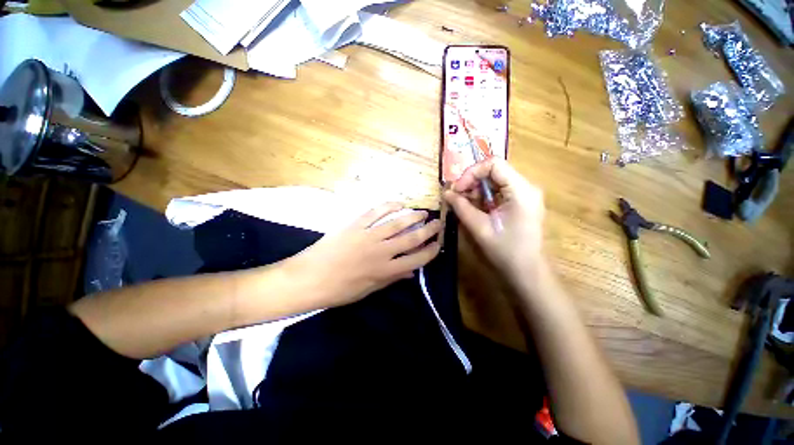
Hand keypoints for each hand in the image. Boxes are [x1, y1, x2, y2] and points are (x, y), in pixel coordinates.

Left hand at [289, 203, 441, 308]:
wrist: (309, 278)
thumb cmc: (339, 290)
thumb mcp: (369, 289)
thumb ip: (391, 278)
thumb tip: (411, 271)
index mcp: (385, 270)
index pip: (416, 259)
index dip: (430, 251)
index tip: (438, 244)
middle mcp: (381, 251)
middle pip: (411, 238)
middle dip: (428, 230)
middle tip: (438, 223)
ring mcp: (368, 235)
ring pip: (397, 223)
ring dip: (413, 216)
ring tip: (423, 212)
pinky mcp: (356, 225)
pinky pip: (376, 212)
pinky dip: (389, 206)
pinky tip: (399, 204)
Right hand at [443, 158, 545, 280]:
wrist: (526, 271)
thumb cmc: (505, 251)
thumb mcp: (480, 227)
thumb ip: (461, 207)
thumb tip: (446, 193)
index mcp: (521, 190)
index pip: (494, 164)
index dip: (471, 173)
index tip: (457, 189)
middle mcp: (526, 187)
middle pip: (494, 171)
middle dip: (472, 182)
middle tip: (458, 198)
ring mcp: (525, 194)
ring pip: (495, 180)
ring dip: (476, 190)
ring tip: (465, 205)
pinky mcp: (521, 202)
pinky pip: (499, 191)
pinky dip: (483, 197)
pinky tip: (476, 209)